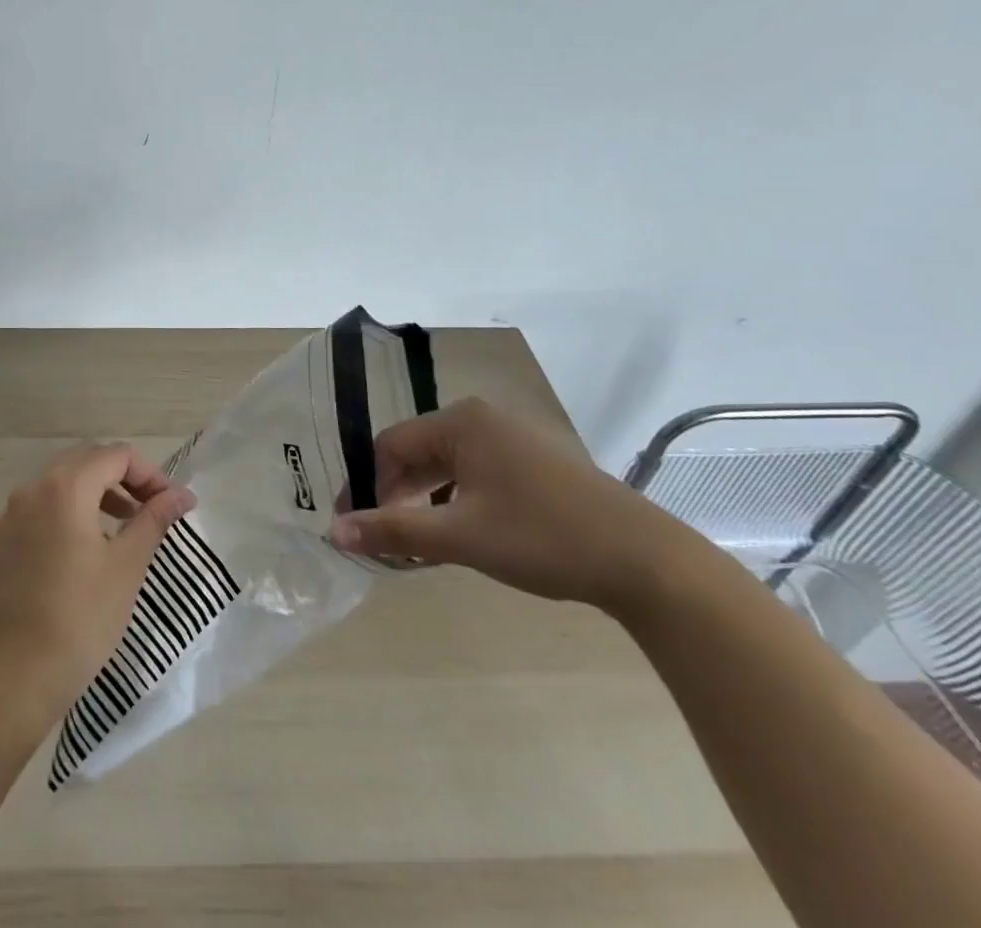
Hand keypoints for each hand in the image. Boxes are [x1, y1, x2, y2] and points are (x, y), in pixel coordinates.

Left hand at [0, 443, 193, 714]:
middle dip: (122, 477)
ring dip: (96, 491)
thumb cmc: (84, 615)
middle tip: (149, 508)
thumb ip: (154, 519)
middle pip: (86, 460)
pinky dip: (68, 510)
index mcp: (66, 487)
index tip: (169, 504)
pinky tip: (84, 546)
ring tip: (122, 525)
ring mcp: (12, 513)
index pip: (116, 456)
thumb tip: (182, 495)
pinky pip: (41, 506)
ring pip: (61, 481)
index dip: (148, 474)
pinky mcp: (3, 538)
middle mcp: (34, 488)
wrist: (21, 671)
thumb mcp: (128, 564)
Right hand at [328, 398, 708, 613]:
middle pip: (417, 452)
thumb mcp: (460, 536)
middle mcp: (482, 418)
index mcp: (461, 421)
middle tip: (382, 540)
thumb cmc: (543, 538)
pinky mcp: (534, 462)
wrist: (647, 561)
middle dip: (395, 495)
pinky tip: (458, 535)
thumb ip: (393, 530)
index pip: (391, 445)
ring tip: (416, 543)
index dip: (366, 485)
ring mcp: (512, 438)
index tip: (352, 526)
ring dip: (424, 501)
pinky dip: (456, 501)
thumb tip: (334, 532)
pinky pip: (475, 474)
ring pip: (447, 466)